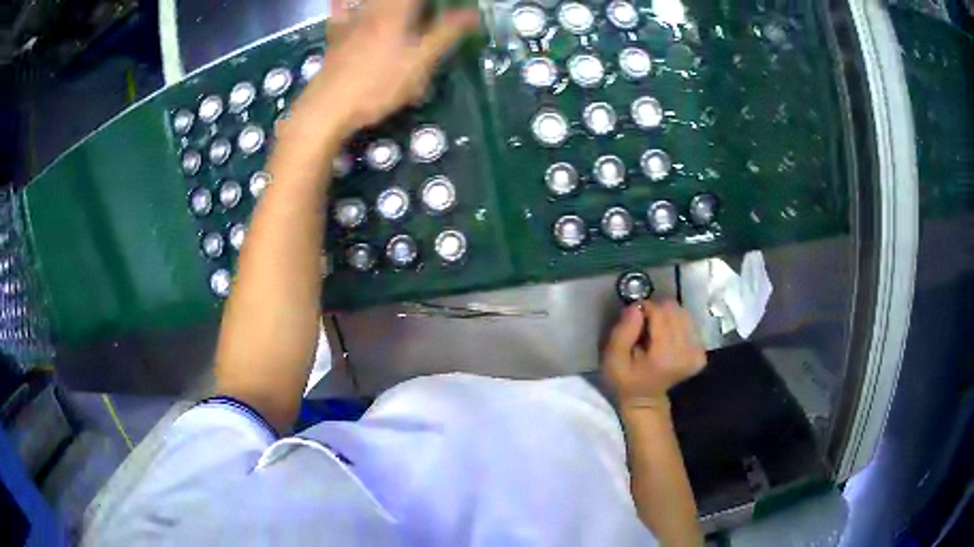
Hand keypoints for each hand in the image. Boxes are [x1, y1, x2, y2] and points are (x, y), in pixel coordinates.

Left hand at [290, 0, 478, 137]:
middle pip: (396, 0)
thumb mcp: (419, 62)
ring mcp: (351, 24)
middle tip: (425, 9)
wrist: (328, 108)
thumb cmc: (378, 85)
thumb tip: (473, 14)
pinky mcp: (336, 39)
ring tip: (403, 10)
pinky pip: (340, 13)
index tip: (449, 6)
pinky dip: (344, 6)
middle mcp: (373, 12)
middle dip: (415, 4)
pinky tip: (345, 5)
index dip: (435, 2)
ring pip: (365, 3)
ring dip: (386, 5)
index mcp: (396, 14)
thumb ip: (446, 34)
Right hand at [602, 300, 706, 408]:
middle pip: (674, 309)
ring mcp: (697, 353)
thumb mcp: (613, 359)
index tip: (634, 318)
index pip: (661, 313)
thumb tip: (636, 307)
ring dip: (667, 317)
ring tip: (656, 332)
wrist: (646, 400)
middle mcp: (687, 352)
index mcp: (665, 356)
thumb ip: (622, 332)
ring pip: (683, 313)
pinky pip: (690, 323)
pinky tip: (667, 337)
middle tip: (644, 326)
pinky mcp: (701, 353)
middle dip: (657, 311)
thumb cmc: (626, 380)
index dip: (646, 308)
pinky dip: (677, 324)